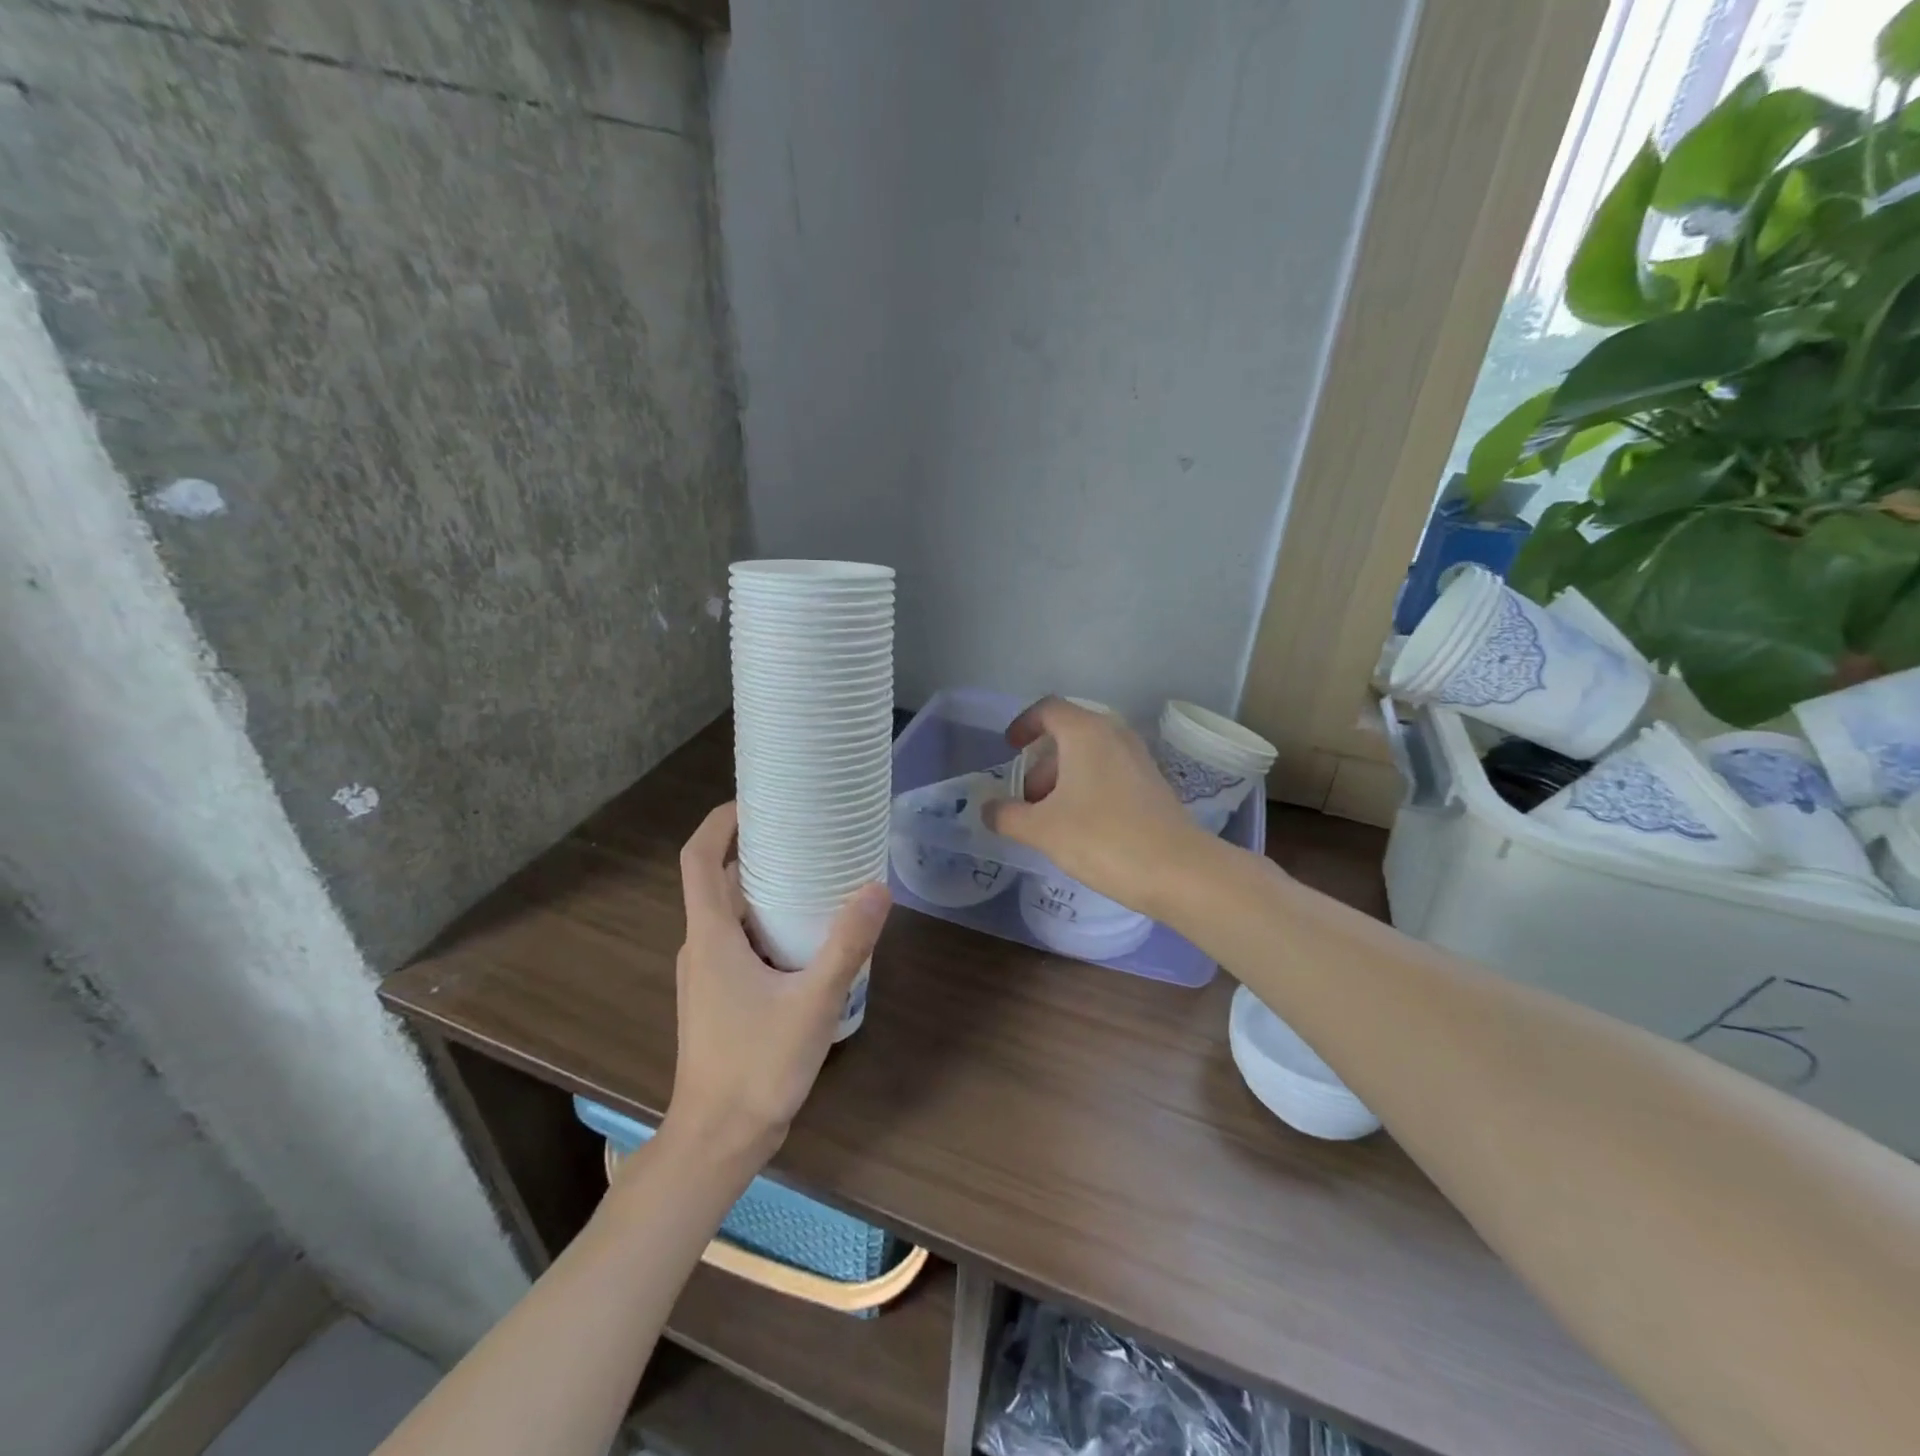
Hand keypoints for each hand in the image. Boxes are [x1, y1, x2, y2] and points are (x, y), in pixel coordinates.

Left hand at [664, 803, 890, 1165]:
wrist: (717, 1142)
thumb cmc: (757, 1067)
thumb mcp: (813, 1002)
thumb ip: (846, 945)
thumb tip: (877, 888)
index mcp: (711, 936)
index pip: (698, 859)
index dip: (719, 822)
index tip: (754, 800)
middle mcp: (701, 947)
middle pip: (720, 882)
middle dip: (758, 852)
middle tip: (807, 835)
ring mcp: (705, 974)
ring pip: (732, 915)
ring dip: (766, 891)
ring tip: (817, 878)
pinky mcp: (717, 996)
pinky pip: (739, 942)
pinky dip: (768, 925)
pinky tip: (808, 938)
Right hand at [983, 697, 1207, 916]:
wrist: (1178, 870)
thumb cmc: (1102, 839)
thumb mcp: (1042, 829)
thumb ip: (1007, 815)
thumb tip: (988, 809)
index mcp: (1086, 732)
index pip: (1048, 709)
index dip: (1023, 724)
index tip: (1009, 749)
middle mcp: (1114, 734)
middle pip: (1068, 735)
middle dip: (1040, 764)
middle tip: (1025, 800)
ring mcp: (1138, 758)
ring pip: (1089, 756)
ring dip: (1062, 779)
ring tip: (1049, 819)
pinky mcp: (1152, 784)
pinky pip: (1109, 773)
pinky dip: (1086, 788)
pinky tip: (1080, 827)